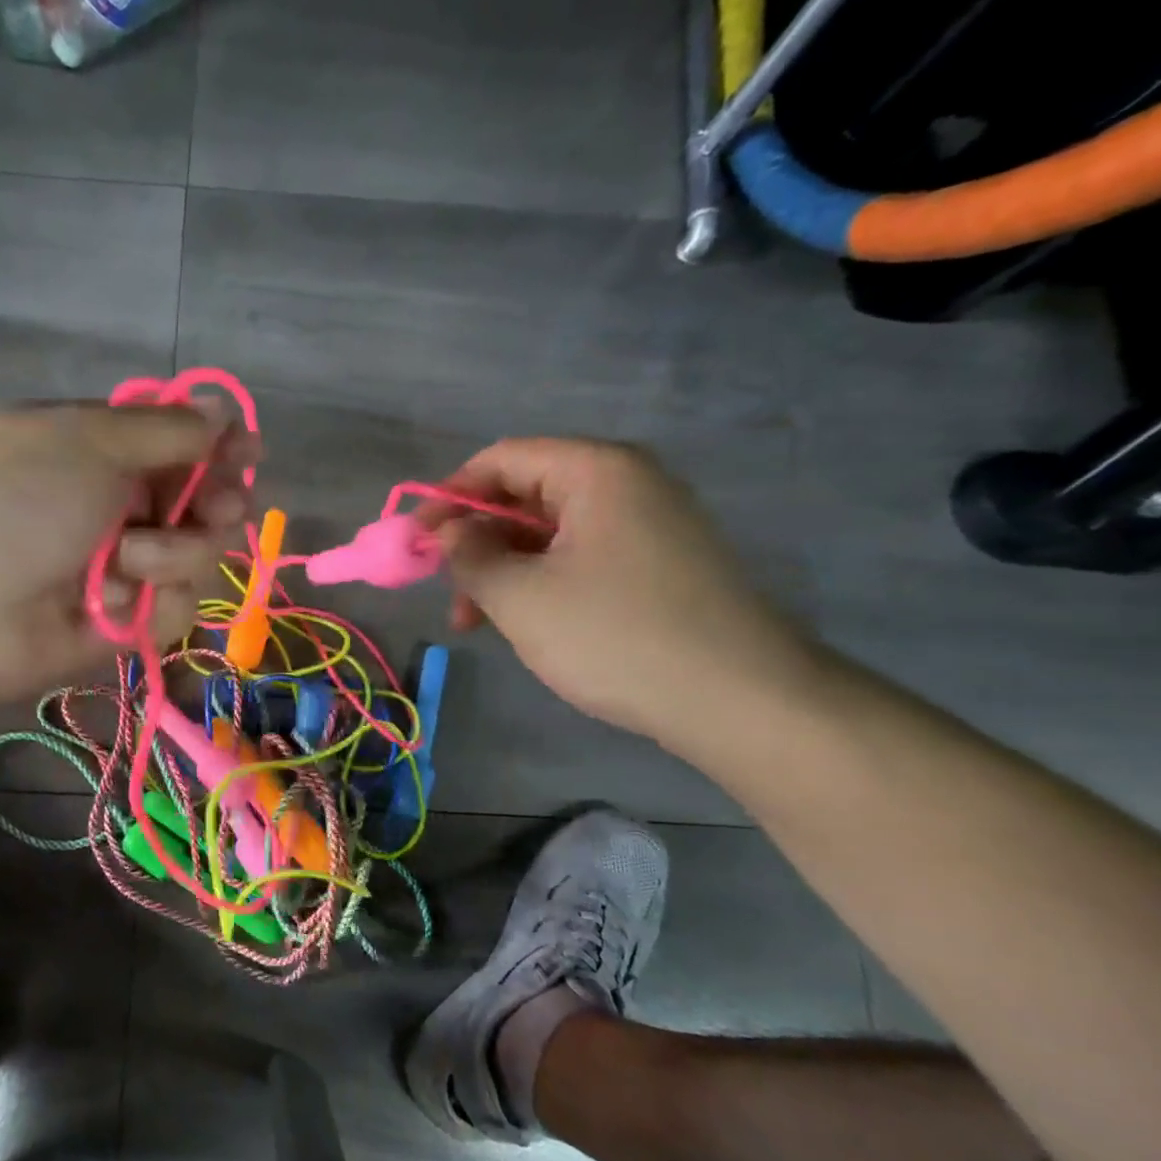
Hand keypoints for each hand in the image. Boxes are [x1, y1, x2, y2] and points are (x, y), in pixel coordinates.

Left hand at [0, 402, 253, 713]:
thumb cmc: (13, 501)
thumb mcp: (86, 440)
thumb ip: (166, 428)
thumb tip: (222, 408)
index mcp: (102, 449)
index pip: (181, 442)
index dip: (220, 445)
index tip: (248, 452)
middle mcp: (119, 504)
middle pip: (204, 498)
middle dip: (216, 500)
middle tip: (215, 508)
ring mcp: (126, 566)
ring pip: (200, 553)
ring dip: (173, 552)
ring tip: (125, 561)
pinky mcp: (130, 621)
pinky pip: (178, 605)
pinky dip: (153, 601)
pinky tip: (108, 603)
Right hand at [436, 438, 822, 742]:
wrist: (743, 702)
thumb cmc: (617, 636)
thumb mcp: (521, 597)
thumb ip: (469, 556)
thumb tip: (447, 532)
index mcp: (596, 471)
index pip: (502, 459)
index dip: (449, 495)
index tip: (416, 540)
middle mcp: (627, 484)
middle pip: (526, 495)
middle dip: (476, 541)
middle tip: (446, 591)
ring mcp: (650, 525)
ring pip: (551, 533)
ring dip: (504, 570)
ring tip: (476, 623)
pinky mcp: (661, 565)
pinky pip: (582, 558)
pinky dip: (542, 583)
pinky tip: (525, 625)